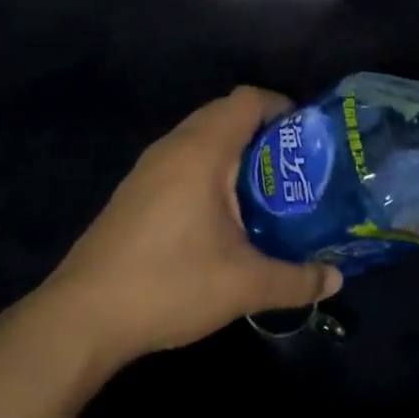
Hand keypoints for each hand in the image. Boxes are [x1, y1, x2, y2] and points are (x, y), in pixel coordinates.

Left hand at [34, 87, 342, 368]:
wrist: (82, 317)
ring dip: (233, 151)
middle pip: (224, 113)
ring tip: (264, 190)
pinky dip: (208, 169)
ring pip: (199, 137)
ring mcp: (147, 169)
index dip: (282, 107)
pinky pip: (181, 160)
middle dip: (262, 131)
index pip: (247, 100)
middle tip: (293, 166)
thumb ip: (296, 280)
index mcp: (202, 151)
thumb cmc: (170, 284)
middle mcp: (172, 147)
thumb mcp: (244, 285)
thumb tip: (336, 280)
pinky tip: (220, 215)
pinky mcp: (133, 192)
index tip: (308, 137)